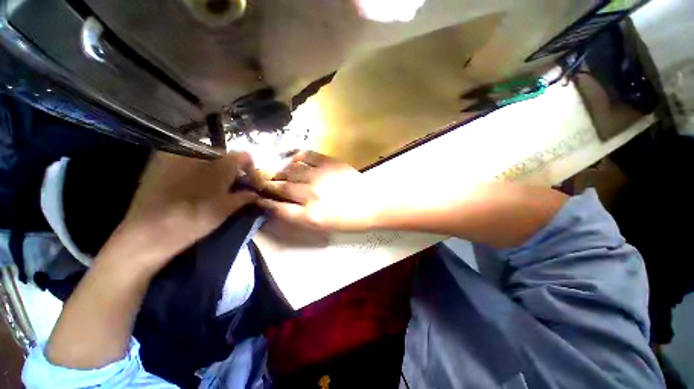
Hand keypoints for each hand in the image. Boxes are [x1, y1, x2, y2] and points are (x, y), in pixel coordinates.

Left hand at [99, 152, 259, 273]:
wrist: (146, 233)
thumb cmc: (193, 221)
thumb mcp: (225, 210)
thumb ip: (244, 197)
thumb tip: (255, 194)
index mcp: (218, 165)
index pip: (244, 156)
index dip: (252, 170)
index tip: (252, 185)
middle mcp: (199, 154)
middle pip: (225, 157)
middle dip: (234, 172)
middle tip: (235, 189)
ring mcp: (177, 156)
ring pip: (207, 159)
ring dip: (217, 172)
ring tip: (216, 190)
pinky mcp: (160, 163)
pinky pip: (188, 162)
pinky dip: (198, 172)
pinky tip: (195, 188)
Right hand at [258, 151, 381, 231]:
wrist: (372, 203)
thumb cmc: (348, 219)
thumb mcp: (322, 225)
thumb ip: (300, 216)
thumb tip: (281, 206)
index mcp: (310, 215)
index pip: (278, 209)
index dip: (265, 203)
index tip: (258, 198)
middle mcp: (311, 194)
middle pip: (281, 187)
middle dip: (268, 186)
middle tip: (264, 184)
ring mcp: (320, 175)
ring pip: (290, 170)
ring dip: (281, 172)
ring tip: (281, 174)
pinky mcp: (329, 162)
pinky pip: (306, 155)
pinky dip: (297, 158)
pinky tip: (295, 161)